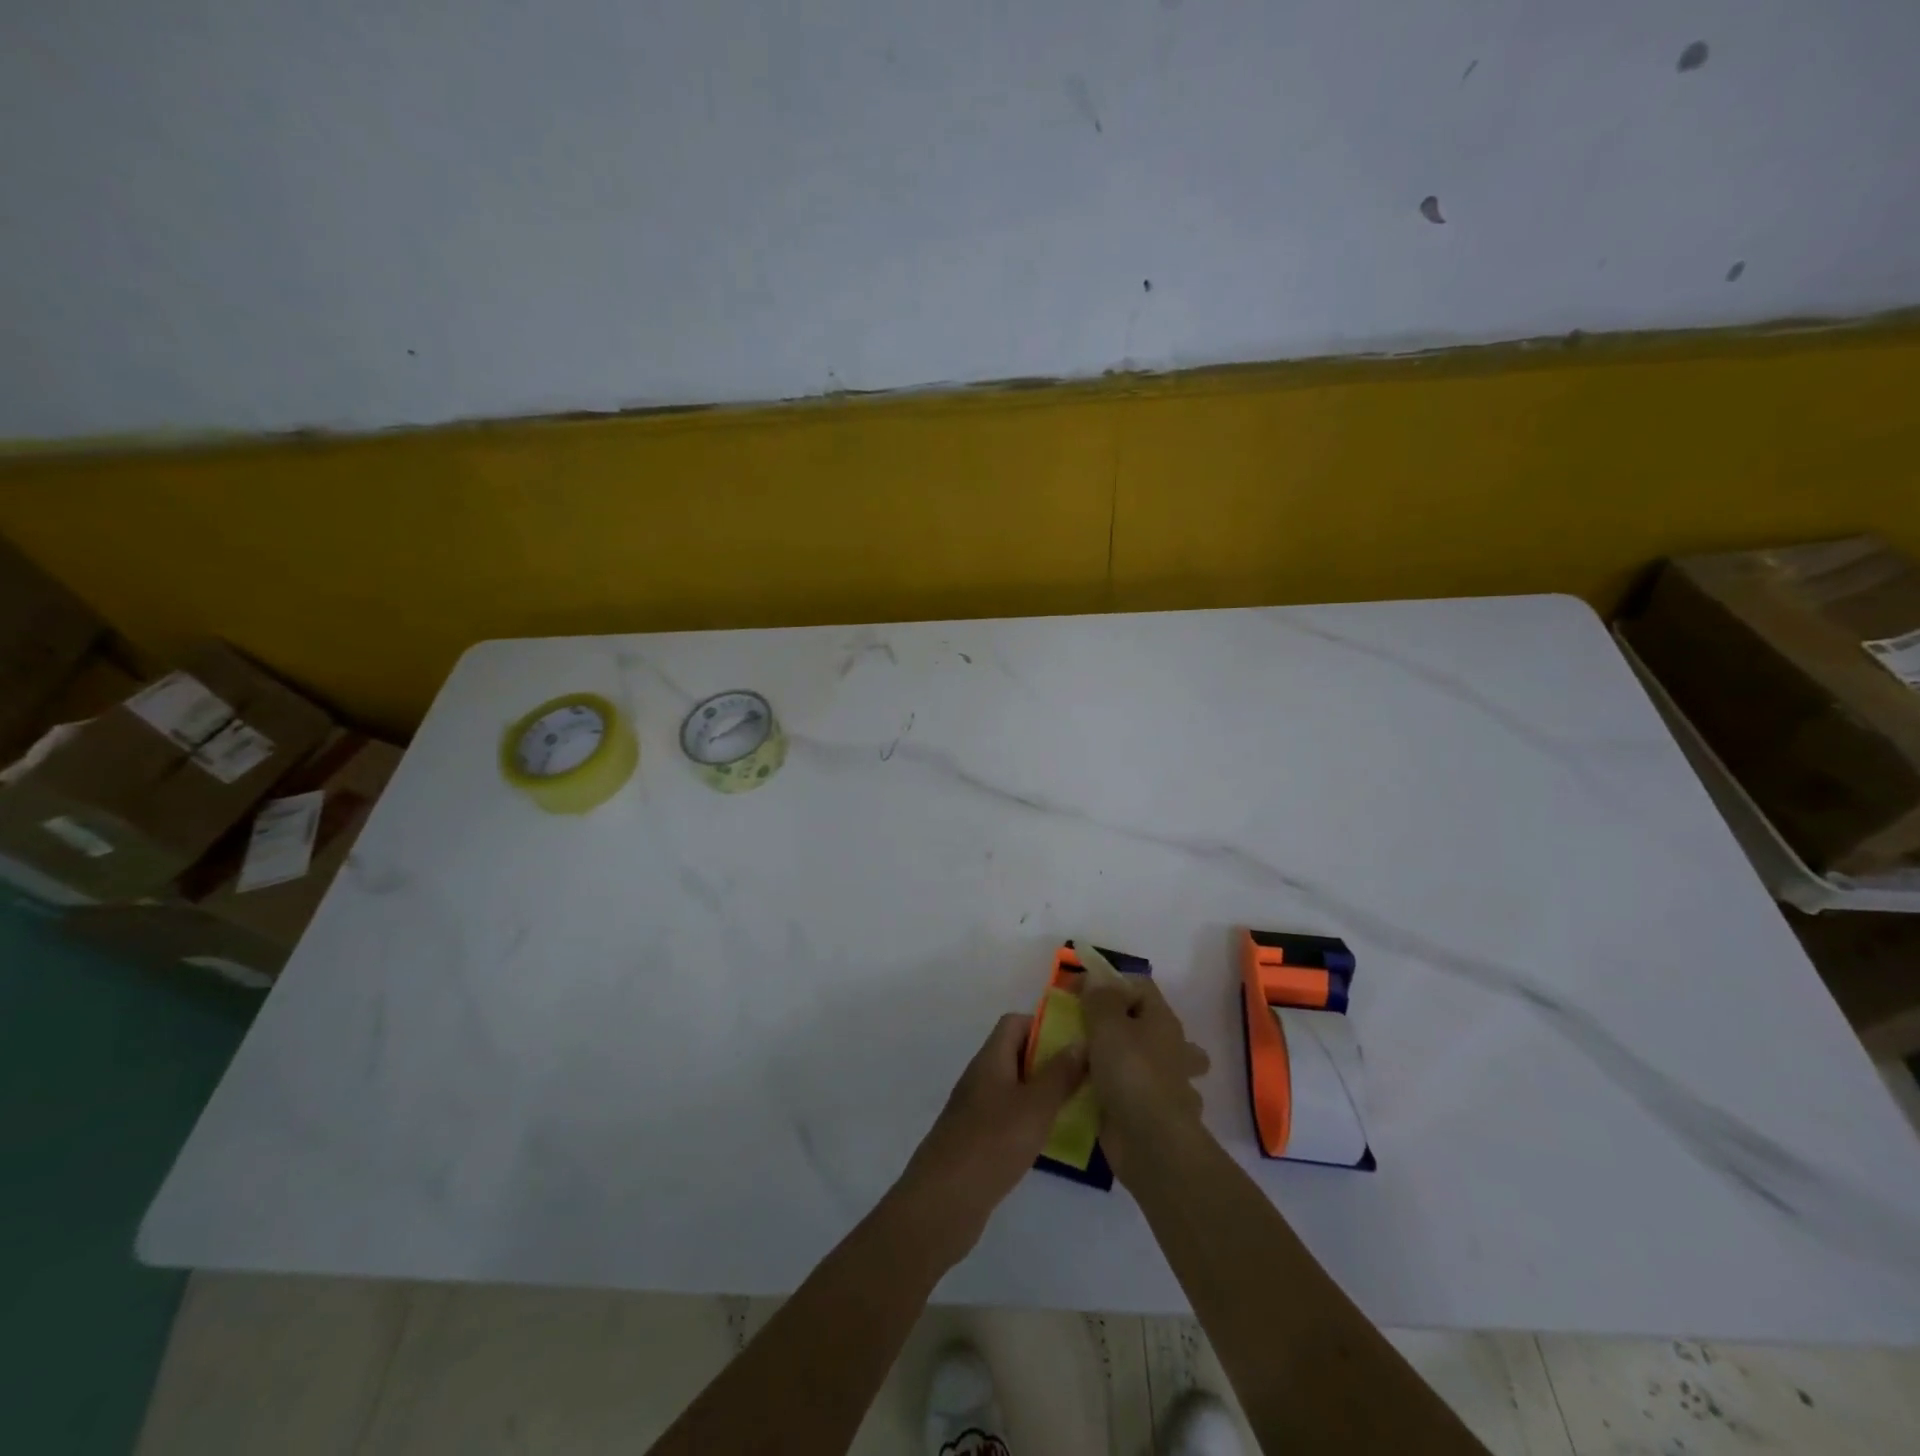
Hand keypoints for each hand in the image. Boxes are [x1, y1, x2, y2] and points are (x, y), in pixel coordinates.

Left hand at [892, 1013, 1086, 1264]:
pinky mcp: (977, 1140)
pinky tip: (1051, 1140)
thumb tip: (1080, 1040)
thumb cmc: (993, 1142)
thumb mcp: (1035, 1106)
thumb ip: (1060, 1074)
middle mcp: (981, 1077)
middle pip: (1016, 1054)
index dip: (1044, 1025)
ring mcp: (976, 1109)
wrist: (944, 1201)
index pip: (1015, 1023)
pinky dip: (1030, 1120)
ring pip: (1014, 1087)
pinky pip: (1008, 1116)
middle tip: (1085, 1076)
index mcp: (990, 1059)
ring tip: (1077, 1107)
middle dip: (1049, 1060)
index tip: (1076, 1042)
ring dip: (1042, 1093)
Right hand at [1080, 971, 1210, 1179]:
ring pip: (1150, 1061)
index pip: (1139, 985)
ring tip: (1092, 1061)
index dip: (1107, 981)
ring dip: (1126, 1059)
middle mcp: (1170, 1048)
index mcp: (1162, 1021)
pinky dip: (1121, 1093)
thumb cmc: (1130, 1073)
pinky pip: (1136, 1094)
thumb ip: (1099, 998)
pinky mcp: (1153, 1112)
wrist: (1150, 1143)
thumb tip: (1096, 979)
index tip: (1076, 992)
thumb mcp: (1106, 1025)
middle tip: (1088, 1028)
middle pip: (1147, 1022)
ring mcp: (1165, 1083)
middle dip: (1122, 1022)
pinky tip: (1097, 1093)